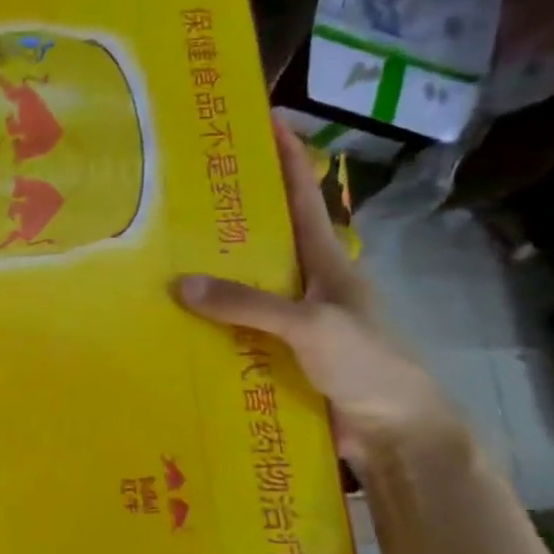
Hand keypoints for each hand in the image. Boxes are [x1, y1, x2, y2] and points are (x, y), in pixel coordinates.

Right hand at [172, 121, 454, 463]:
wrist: (395, 434)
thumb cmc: (368, 364)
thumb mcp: (312, 325)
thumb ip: (248, 304)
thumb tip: (178, 284)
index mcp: (326, 263)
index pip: (304, 197)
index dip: (288, 157)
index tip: (264, 119)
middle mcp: (305, 286)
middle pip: (262, 241)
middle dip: (227, 216)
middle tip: (178, 196)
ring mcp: (290, 324)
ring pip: (242, 290)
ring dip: (208, 278)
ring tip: (158, 259)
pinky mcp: (276, 358)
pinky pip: (234, 333)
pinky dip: (206, 327)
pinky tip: (171, 325)